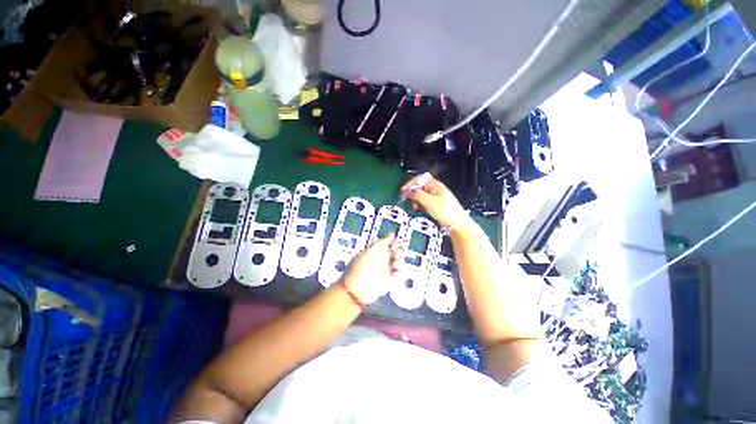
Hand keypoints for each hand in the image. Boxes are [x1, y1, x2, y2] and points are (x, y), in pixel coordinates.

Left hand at [341, 234, 404, 304]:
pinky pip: (399, 272)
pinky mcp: (390, 279)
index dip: (394, 242)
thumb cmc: (364, 265)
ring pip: (399, 261)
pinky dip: (399, 271)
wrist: (359, 287)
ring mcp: (386, 268)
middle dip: (399, 251)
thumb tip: (392, 234)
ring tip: (395, 264)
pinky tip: (395, 272)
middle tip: (396, 254)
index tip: (395, 243)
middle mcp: (383, 258)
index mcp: (377, 249)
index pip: (390, 243)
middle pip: (397, 251)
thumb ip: (384, 241)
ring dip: (400, 261)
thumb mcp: (373, 249)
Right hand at [401, 174, 468, 227]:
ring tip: (415, 207)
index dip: (411, 183)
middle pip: (420, 188)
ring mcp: (435, 198)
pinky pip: (424, 202)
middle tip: (408, 200)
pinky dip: (420, 205)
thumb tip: (409, 191)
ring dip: (416, 200)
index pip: (420, 179)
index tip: (403, 190)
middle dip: (413, 193)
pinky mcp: (435, 205)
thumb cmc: (445, 211)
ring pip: (421, 196)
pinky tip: (419, 210)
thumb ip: (418, 195)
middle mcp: (435, 190)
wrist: (457, 224)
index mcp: (435, 185)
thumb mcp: (429, 202)